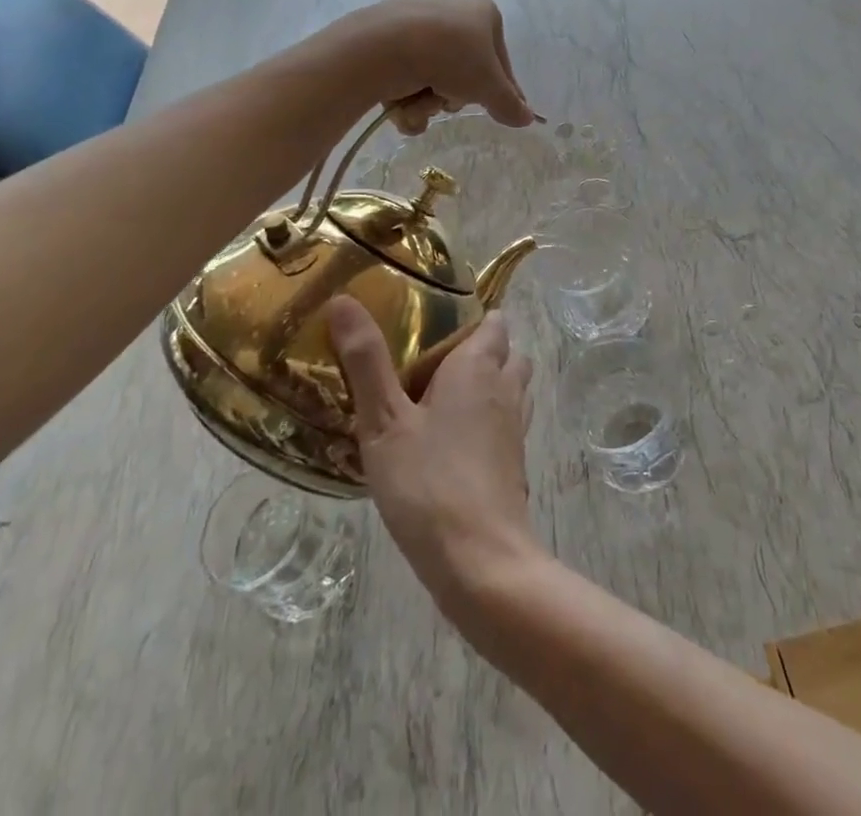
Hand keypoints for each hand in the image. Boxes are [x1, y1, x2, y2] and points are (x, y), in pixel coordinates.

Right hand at [329, 298, 540, 612]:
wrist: (481, 561)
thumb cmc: (428, 482)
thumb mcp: (384, 421)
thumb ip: (366, 361)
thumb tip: (344, 299)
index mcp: (478, 367)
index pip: (494, 322)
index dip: (473, 316)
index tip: (438, 320)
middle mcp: (505, 388)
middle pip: (508, 352)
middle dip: (484, 349)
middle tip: (436, 360)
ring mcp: (516, 428)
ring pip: (512, 388)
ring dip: (489, 385)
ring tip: (443, 398)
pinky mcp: (515, 463)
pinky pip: (507, 424)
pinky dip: (490, 421)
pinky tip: (454, 442)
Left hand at [338, 0, 534, 131]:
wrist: (386, 45)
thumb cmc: (452, 57)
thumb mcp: (490, 86)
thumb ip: (510, 104)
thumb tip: (527, 118)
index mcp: (484, 13)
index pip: (500, 60)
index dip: (501, 90)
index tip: (500, 112)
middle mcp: (452, 13)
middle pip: (464, 73)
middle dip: (456, 96)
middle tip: (449, 100)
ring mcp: (418, 26)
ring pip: (434, 80)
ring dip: (429, 102)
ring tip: (420, 102)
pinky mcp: (388, 41)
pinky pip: (406, 78)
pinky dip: (405, 99)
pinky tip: (400, 104)